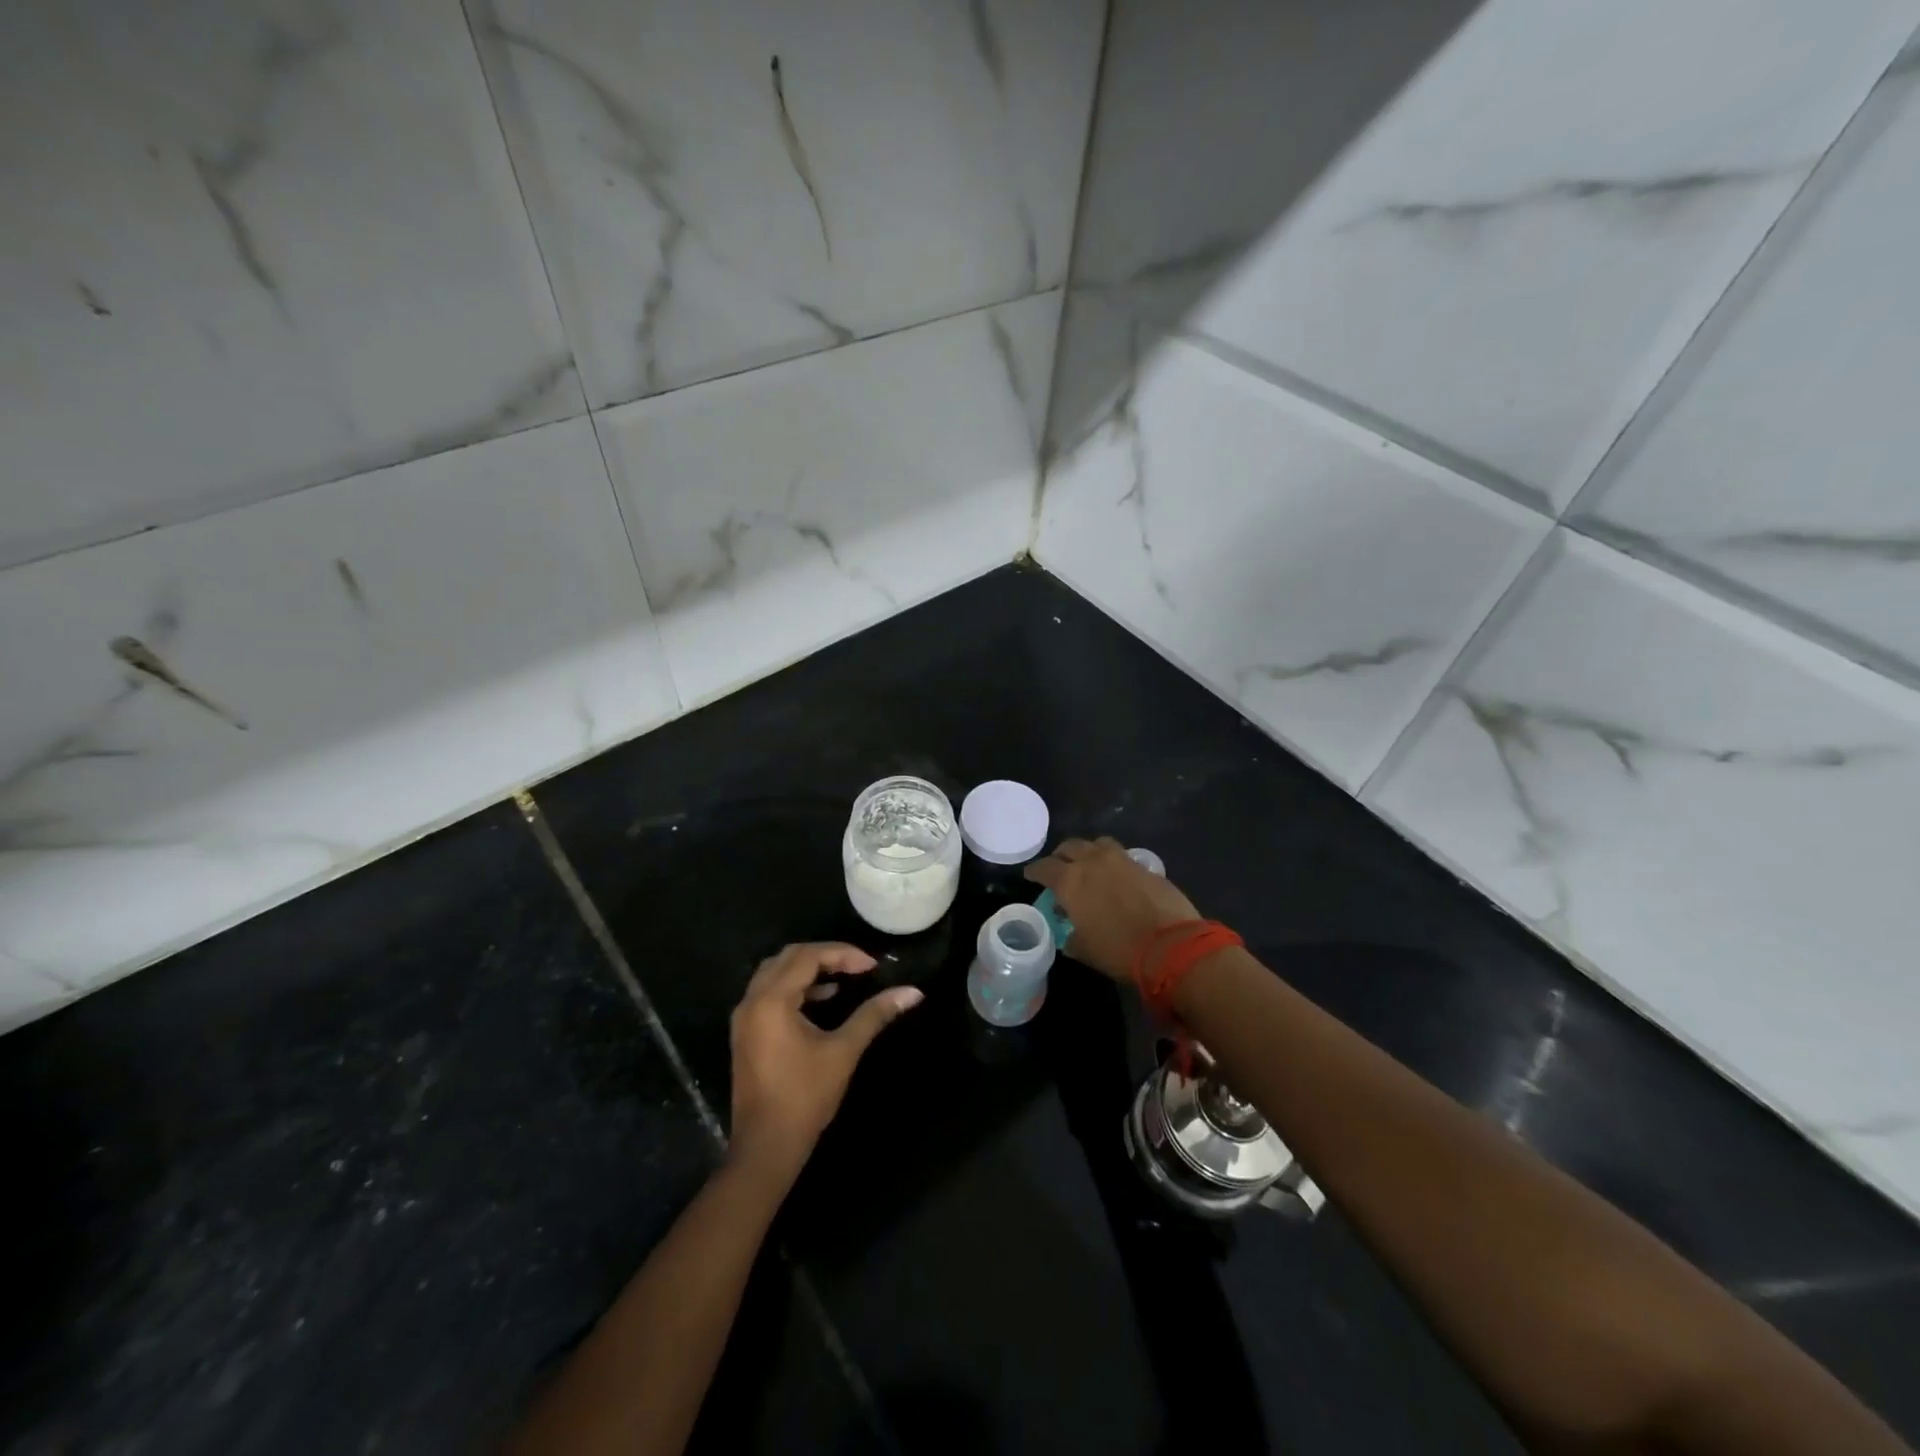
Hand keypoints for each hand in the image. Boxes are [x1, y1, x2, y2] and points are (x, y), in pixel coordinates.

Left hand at [727, 942, 922, 1179]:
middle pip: (788, 957)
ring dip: (808, 969)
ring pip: (775, 973)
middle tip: (857, 966)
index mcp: (772, 1001)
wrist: (766, 1147)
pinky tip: (822, 999)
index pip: (807, 956)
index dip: (842, 954)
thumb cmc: (805, 1097)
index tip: (872, 966)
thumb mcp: (844, 1051)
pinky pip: (769, 993)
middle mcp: (752, 1001)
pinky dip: (795, 987)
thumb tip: (913, 992)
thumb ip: (874, 1015)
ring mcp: (744, 1018)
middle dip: (825, 955)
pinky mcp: (746, 1033)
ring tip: (842, 978)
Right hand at [1023, 837, 1200, 982]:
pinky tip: (1116, 877)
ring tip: (1089, 866)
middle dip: (1061, 856)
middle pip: (1069, 847)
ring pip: (1096, 843)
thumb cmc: (1119, 950)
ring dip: (1088, 851)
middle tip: (1060, 869)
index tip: (1031, 876)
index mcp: (1070, 881)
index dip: (1035, 871)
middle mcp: (1092, 862)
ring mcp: (1121, 859)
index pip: (1044, 868)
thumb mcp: (1085, 950)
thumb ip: (1072, 938)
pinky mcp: (1144, 865)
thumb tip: (1071, 937)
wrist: (1172, 945)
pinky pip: (1121, 855)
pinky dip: (1112, 862)